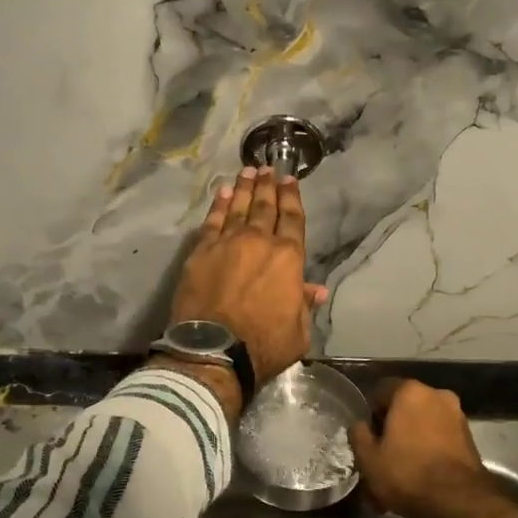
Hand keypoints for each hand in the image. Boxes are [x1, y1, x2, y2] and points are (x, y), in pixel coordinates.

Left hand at [169, 167, 327, 387]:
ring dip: (245, 188)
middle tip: (267, 168)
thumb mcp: (298, 332)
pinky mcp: (201, 251)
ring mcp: (227, 243)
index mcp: (288, 258)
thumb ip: (304, 305)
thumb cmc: (263, 344)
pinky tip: (223, 193)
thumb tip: (315, 290)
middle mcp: (259, 242)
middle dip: (268, 185)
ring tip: (247, 171)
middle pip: (265, 207)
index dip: (292, 197)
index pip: (292, 219)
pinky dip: (219, 205)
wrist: (214, 349)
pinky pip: (212, 221)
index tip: (289, 179)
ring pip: (239, 208)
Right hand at [347, 380, 488, 517]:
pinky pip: (438, 441)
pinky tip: (417, 481)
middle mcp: (436, 395)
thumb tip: (359, 425)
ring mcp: (456, 416)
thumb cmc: (407, 473)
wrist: (459, 503)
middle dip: (392, 433)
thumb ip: (358, 435)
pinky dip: (427, 455)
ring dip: (409, 447)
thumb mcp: (369, 459)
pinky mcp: (469, 439)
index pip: (381, 391)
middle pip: (404, 410)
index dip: (370, 414)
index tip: (367, 437)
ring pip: (422, 428)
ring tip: (398, 477)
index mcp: (410, 391)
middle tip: (380, 459)